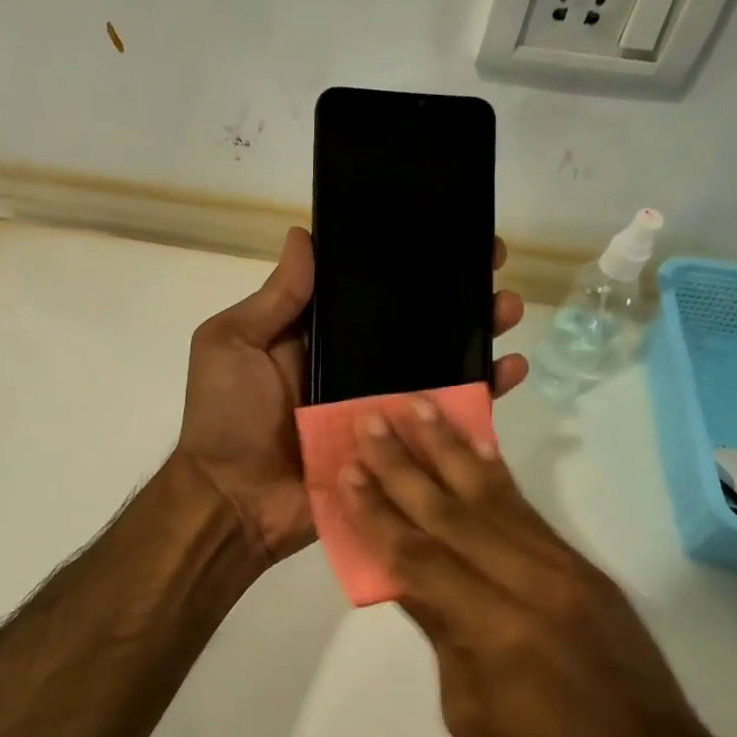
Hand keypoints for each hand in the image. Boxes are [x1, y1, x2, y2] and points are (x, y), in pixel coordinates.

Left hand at [174, 227, 528, 561]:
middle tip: (493, 265)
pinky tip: (510, 369)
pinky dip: (480, 396)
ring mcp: (380, 408)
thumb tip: (305, 235)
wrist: (234, 501)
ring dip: (477, 334)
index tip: (444, 234)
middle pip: (415, 325)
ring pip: (438, 365)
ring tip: (506, 308)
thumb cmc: (226, 418)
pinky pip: (444, 419)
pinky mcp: (398, 448)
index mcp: (318, 339)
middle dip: (455, 294)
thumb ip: (275, 300)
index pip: (371, 293)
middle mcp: (355, 369)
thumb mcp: (233, 344)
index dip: (406, 263)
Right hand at [338, 400, 736, 736]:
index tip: (347, 472)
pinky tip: (473, 446)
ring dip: (449, 448)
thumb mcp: (470, 712)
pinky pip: (527, 510)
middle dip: (403, 465)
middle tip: (370, 420)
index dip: (378, 514)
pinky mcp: (581, 566)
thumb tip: (406, 578)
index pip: (419, 557)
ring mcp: (562, 568)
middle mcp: (529, 582)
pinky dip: (494, 473)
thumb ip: (440, 632)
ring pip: (492, 496)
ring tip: (419, 405)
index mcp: (495, 630)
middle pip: (451, 513)